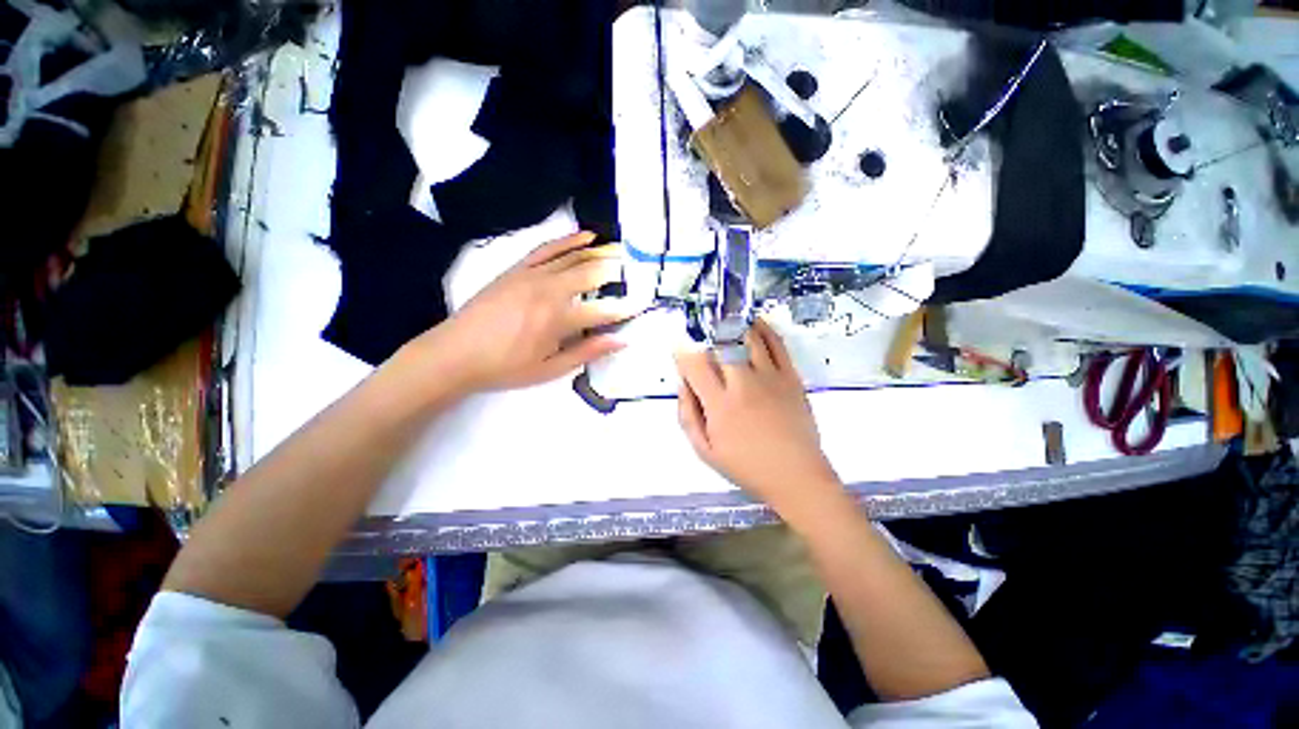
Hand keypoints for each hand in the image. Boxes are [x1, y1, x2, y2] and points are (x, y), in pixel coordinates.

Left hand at [409, 232, 632, 393]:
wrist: (454, 353)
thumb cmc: (505, 367)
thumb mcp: (550, 369)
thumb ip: (587, 352)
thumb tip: (621, 341)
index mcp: (557, 320)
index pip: (602, 311)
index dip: (625, 309)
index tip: (642, 305)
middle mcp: (548, 290)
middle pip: (591, 274)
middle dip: (616, 271)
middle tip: (637, 270)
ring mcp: (532, 275)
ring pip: (572, 256)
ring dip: (598, 252)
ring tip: (619, 250)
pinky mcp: (517, 268)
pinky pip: (547, 248)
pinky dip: (568, 240)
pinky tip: (584, 235)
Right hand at [675, 319, 840, 514]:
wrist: (796, 476)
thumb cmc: (746, 467)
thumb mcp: (705, 450)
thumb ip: (688, 414)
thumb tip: (682, 383)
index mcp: (719, 404)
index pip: (695, 364)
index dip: (682, 351)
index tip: (679, 348)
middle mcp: (743, 384)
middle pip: (720, 345)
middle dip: (707, 336)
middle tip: (702, 337)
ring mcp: (770, 377)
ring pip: (748, 337)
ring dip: (733, 326)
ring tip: (724, 321)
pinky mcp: (791, 376)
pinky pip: (777, 343)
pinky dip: (764, 329)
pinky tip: (754, 323)